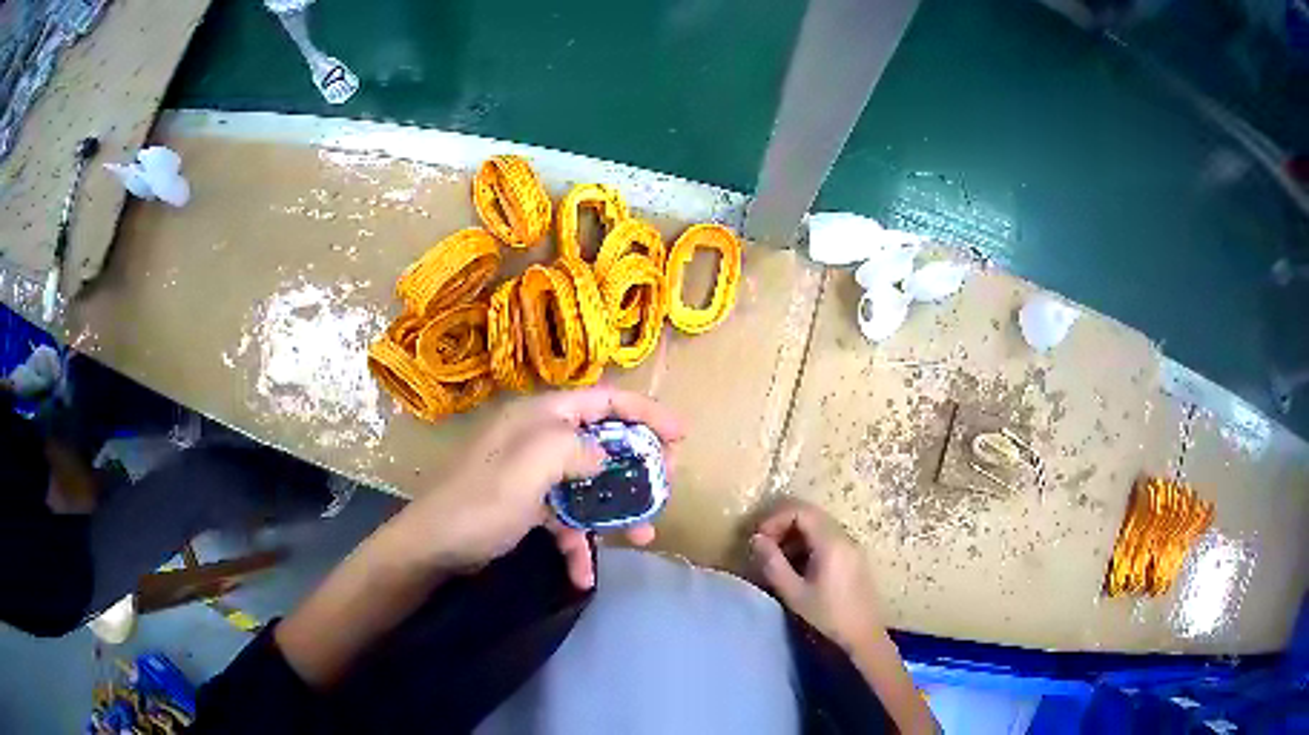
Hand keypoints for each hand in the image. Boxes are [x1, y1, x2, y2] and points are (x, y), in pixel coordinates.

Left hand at [395, 387, 684, 588]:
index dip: (645, 412)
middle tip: (665, 485)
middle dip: (637, 465)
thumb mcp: (528, 467)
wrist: (433, 548)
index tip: (680, 436)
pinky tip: (584, 574)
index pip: (604, 401)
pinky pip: (566, 520)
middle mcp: (541, 441)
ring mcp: (535, 477)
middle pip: (603, 443)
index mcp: (541, 418)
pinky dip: (579, 545)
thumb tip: (603, 455)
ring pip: (590, 485)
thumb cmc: (480, 503)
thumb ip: (573, 448)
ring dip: (616, 511)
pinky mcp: (529, 508)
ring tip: (643, 536)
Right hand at [750, 498, 882, 651]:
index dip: (775, 518)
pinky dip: (807, 543)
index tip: (759, 538)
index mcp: (831, 542)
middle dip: (782, 524)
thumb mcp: (794, 593)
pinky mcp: (853, 555)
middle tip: (764, 546)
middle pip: (810, 514)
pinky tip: (797, 567)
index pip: (800, 510)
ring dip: (794, 534)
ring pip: (818, 525)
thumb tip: (756, 539)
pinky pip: (827, 537)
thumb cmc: (828, 615)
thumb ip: (773, 563)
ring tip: (777, 559)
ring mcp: (851, 544)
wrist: (863, 634)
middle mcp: (844, 536)